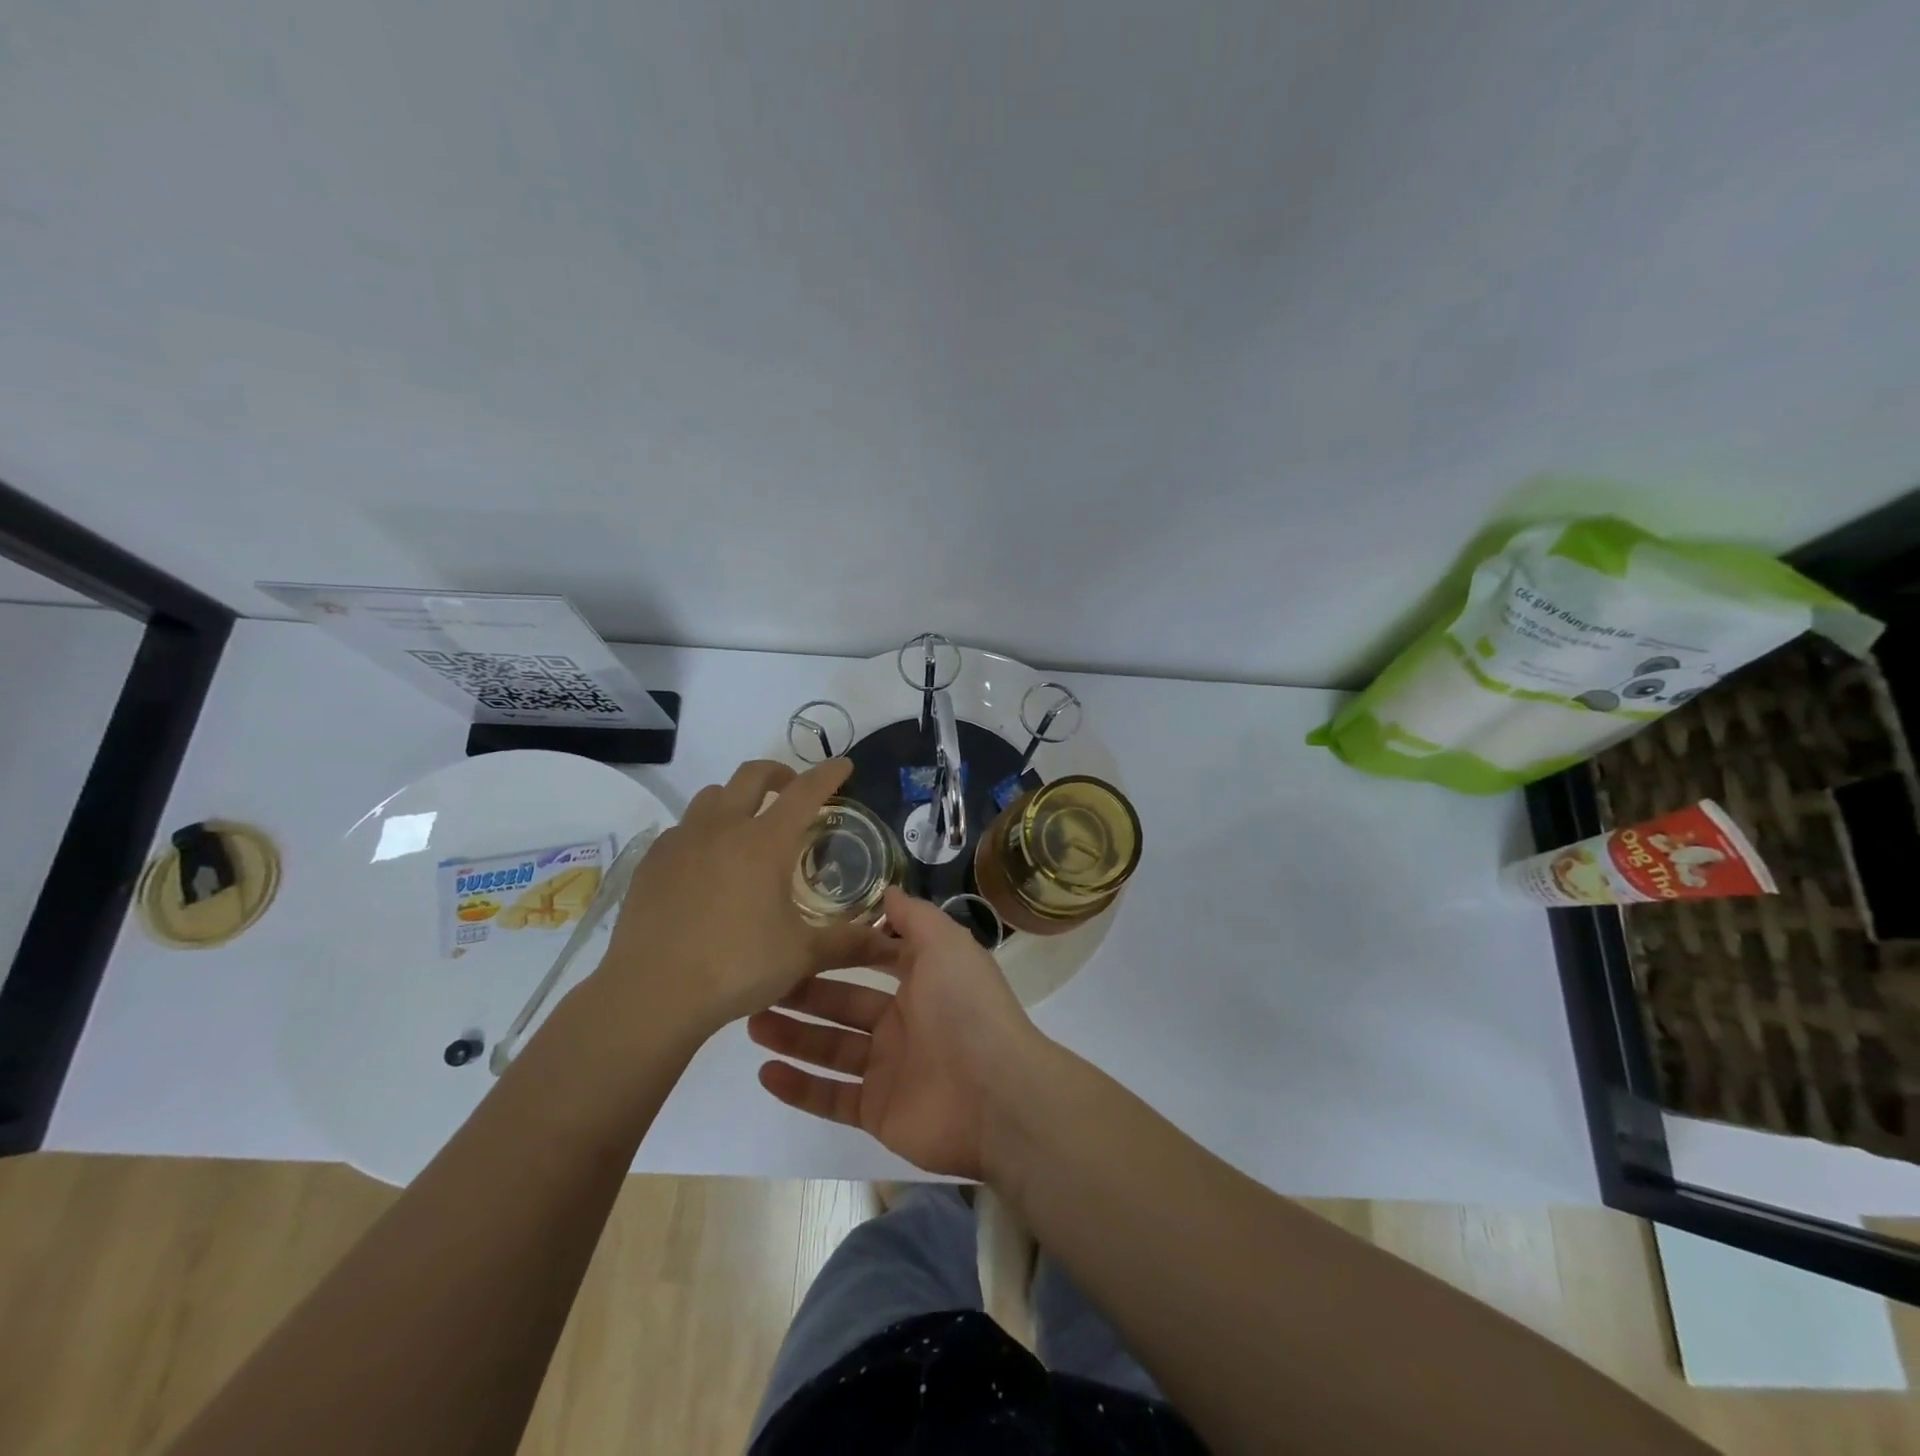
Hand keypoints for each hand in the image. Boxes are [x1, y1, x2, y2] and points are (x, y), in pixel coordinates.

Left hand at [594, 759, 893, 1038]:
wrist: (651, 994)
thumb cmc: (736, 967)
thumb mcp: (801, 956)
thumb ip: (848, 942)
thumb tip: (891, 942)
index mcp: (765, 842)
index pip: (805, 792)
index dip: (828, 774)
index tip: (843, 765)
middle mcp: (722, 828)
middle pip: (752, 775)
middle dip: (779, 773)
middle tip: (793, 790)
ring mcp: (681, 841)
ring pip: (711, 796)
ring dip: (736, 799)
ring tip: (747, 826)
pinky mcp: (651, 861)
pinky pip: (682, 829)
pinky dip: (703, 832)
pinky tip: (706, 866)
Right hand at [747, 886, 1051, 1180]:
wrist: (996, 1097)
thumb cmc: (966, 1008)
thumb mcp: (946, 944)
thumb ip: (914, 916)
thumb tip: (886, 889)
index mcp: (923, 981)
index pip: (875, 959)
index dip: (842, 949)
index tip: (801, 937)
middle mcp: (905, 1022)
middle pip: (844, 1003)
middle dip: (805, 992)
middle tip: (759, 983)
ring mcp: (890, 1069)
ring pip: (831, 1048)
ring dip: (793, 1035)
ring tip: (751, 1020)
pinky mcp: (878, 1111)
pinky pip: (832, 1097)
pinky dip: (799, 1087)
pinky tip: (765, 1071)